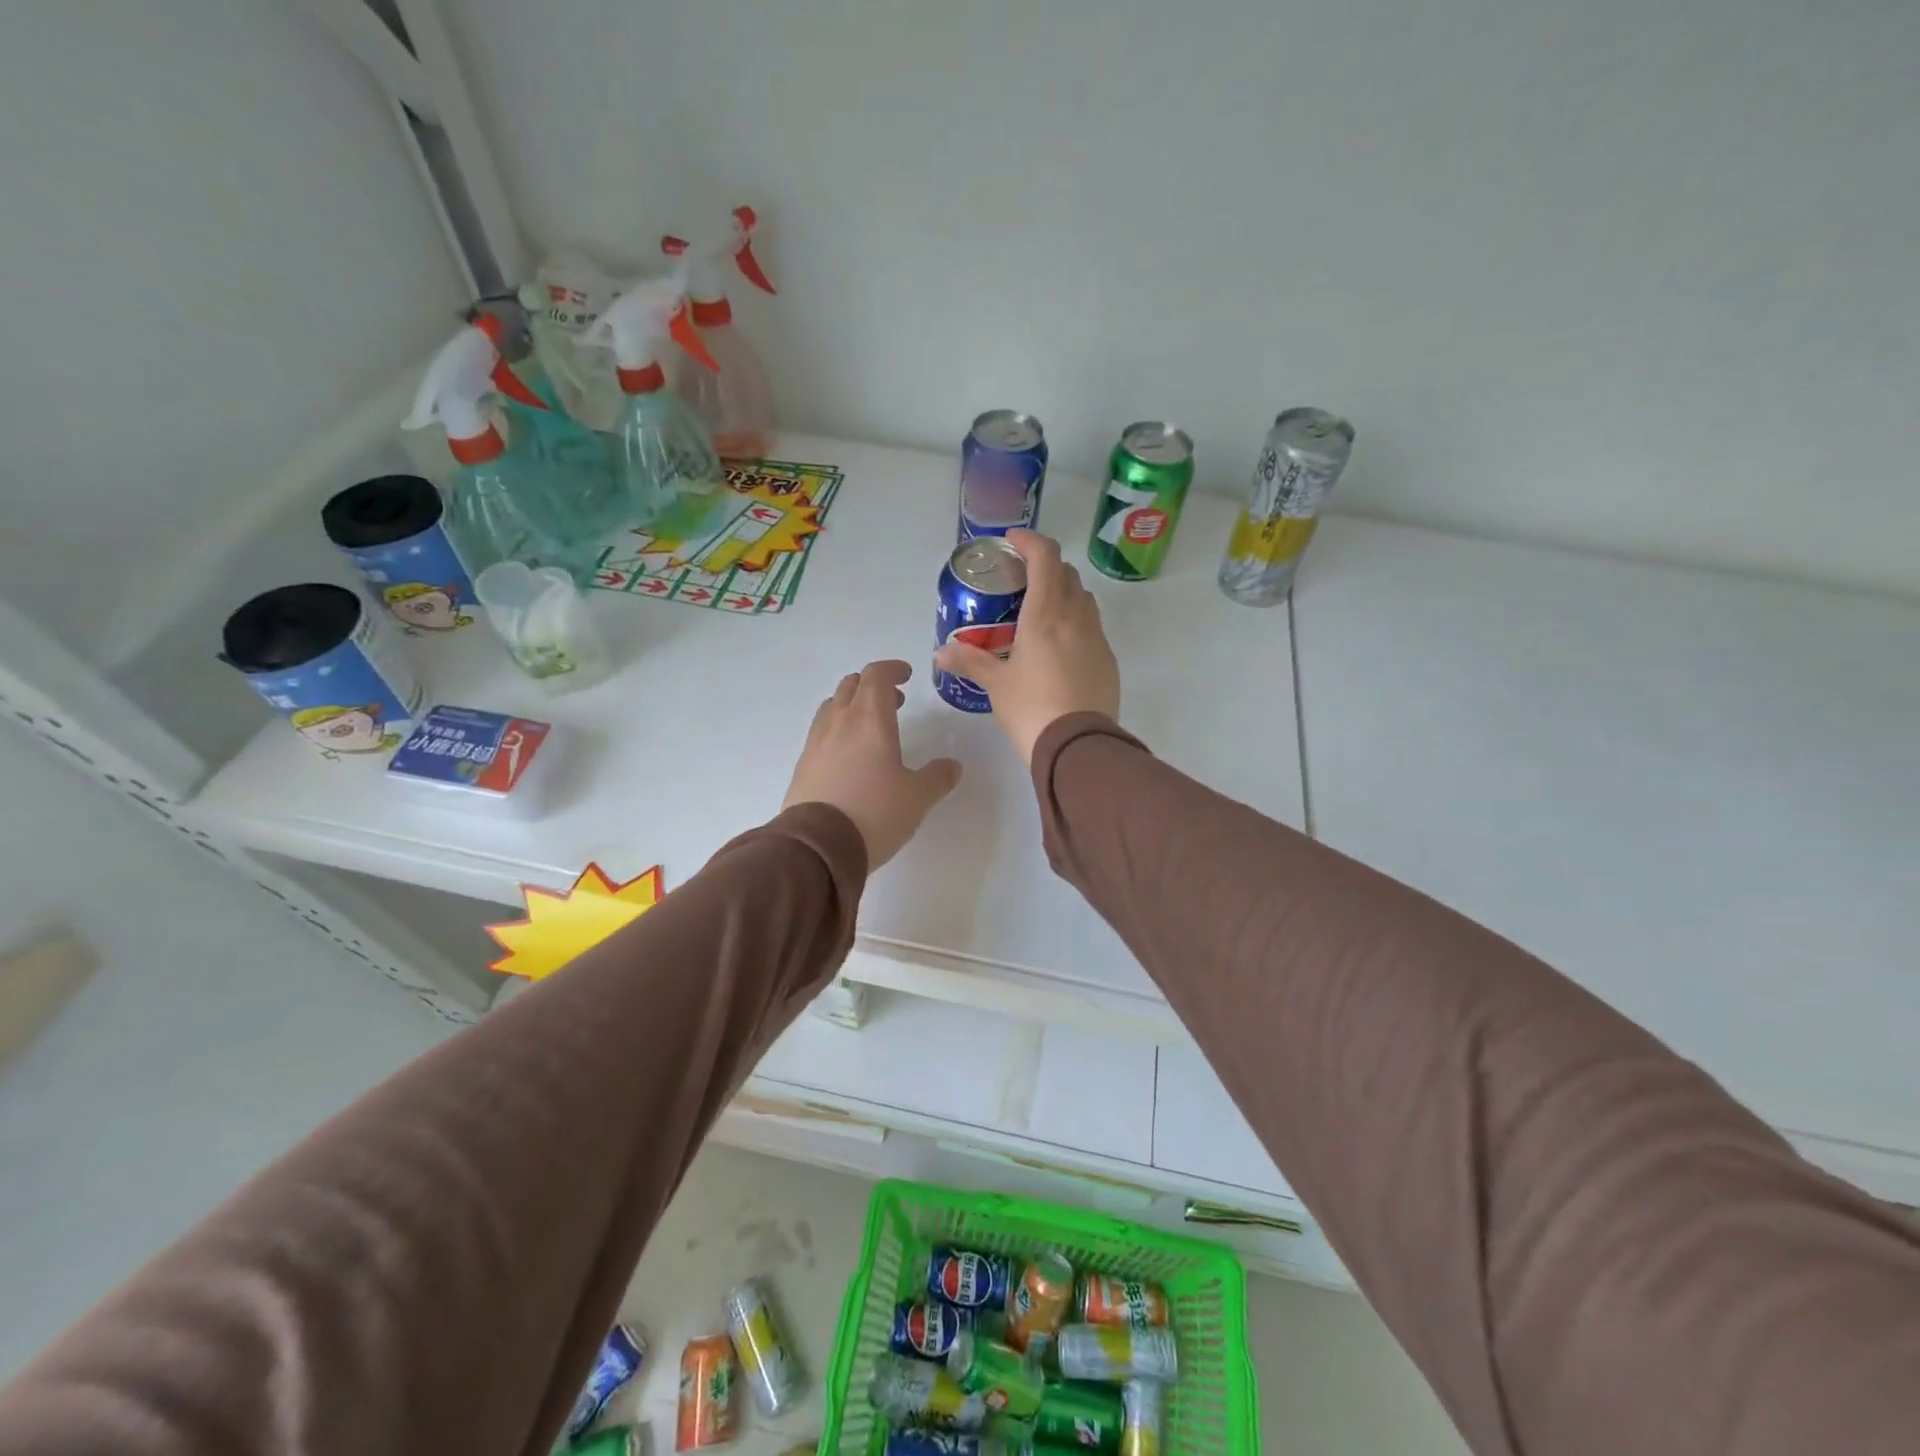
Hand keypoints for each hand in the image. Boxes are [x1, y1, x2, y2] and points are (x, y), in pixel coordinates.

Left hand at [783, 660, 962, 869]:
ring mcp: (816, 743)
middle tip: (894, 702)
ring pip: (832, 706)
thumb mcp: (917, 798)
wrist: (817, 847)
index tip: (906, 675)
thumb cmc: (875, 813)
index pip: (877, 675)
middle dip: (873, 686)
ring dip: (852, 705)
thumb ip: (937, 777)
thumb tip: (952, 766)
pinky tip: (849, 756)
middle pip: (851, 685)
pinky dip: (837, 730)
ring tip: (870, 727)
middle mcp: (839, 722)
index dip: (892, 669)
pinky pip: (821, 733)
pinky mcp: (802, 765)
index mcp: (870, 719)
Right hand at [933, 529, 1120, 763]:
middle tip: (1021, 582)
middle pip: (1066, 574)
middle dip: (1045, 568)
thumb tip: (941, 652)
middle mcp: (1076, 617)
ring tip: (1039, 614)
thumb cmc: (1032, 709)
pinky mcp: (1108, 660)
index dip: (1029, 540)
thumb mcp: (997, 685)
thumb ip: (970, 662)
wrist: (1079, 747)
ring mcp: (1097, 638)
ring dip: (1063, 594)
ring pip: (1083, 599)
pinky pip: (1092, 628)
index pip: (1045, 557)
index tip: (1012, 541)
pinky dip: (1075, 623)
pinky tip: (1059, 649)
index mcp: (1045, 614)